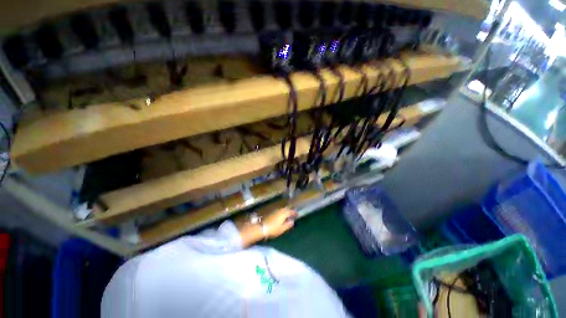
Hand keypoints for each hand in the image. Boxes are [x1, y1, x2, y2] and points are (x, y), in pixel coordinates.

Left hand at [263, 208, 297, 238]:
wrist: (262, 228)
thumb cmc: (273, 229)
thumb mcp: (282, 229)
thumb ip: (288, 224)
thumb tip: (292, 221)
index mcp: (284, 213)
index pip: (291, 211)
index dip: (295, 213)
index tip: (298, 215)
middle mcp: (280, 210)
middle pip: (287, 209)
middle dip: (290, 211)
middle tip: (294, 215)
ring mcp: (275, 211)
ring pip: (283, 210)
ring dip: (286, 212)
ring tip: (289, 216)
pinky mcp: (272, 213)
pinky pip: (279, 211)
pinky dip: (282, 213)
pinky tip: (282, 217)